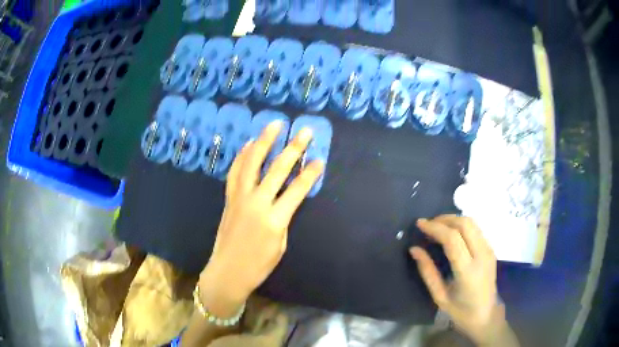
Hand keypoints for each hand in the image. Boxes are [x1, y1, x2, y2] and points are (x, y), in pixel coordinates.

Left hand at [198, 121, 323, 317]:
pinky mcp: (229, 198)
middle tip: (304, 131)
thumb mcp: (280, 245)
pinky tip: (249, 144)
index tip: (320, 159)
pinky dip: (243, 156)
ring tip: (274, 124)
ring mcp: (240, 198)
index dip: (310, 174)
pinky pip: (235, 171)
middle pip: (277, 169)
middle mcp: (257, 203)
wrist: (227, 272)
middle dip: (293, 148)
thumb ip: (283, 219)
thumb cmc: (258, 265)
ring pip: (252, 163)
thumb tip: (285, 199)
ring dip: (264, 141)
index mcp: (274, 220)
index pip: (297, 190)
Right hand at [410, 215, 502, 344]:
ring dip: (453, 220)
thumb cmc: (460, 311)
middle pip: (464, 224)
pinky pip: (476, 229)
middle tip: (428, 225)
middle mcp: (482, 255)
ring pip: (472, 222)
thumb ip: (427, 271)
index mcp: (468, 271)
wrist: (486, 315)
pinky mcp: (491, 249)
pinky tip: (451, 233)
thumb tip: (414, 249)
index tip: (419, 224)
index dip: (435, 227)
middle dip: (444, 219)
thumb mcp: (439, 296)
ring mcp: (489, 250)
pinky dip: (461, 225)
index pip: (452, 239)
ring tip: (437, 227)